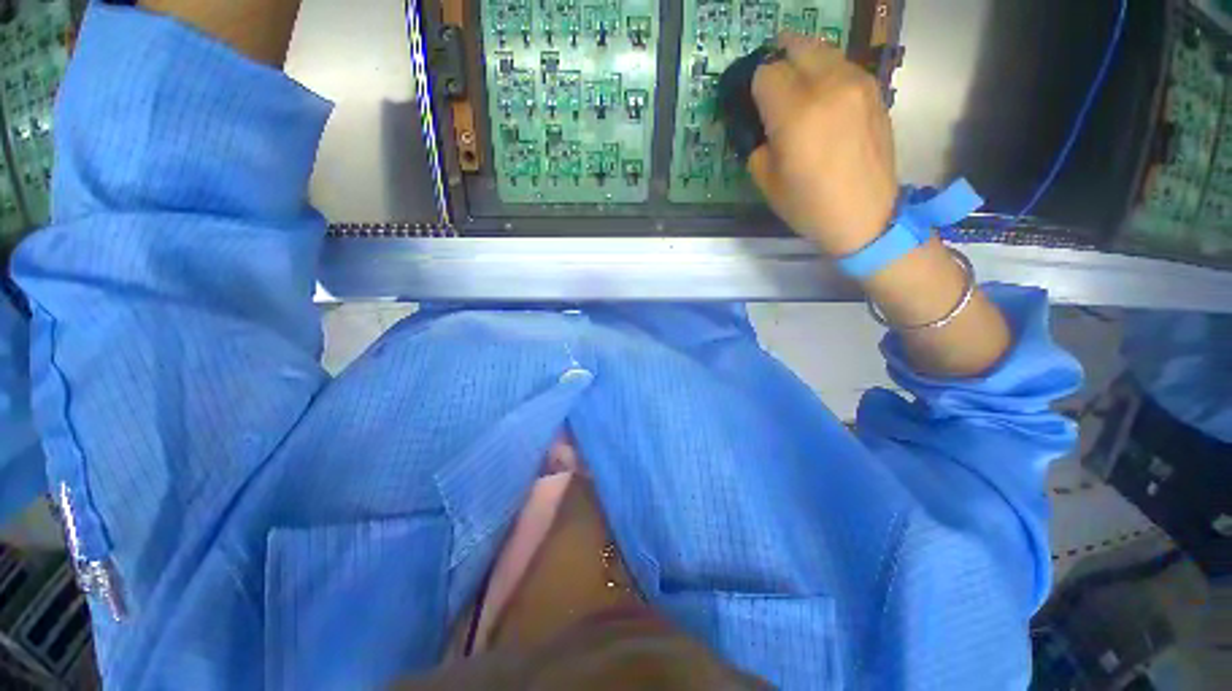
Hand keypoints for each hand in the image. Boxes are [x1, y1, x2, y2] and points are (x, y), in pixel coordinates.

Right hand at [748, 34, 897, 256]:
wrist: (865, 216)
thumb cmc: (809, 206)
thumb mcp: (766, 181)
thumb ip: (758, 143)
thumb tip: (761, 123)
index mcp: (796, 115)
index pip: (766, 74)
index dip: (754, 87)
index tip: (753, 105)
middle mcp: (829, 87)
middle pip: (797, 47)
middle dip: (779, 61)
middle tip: (772, 85)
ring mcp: (858, 84)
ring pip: (824, 51)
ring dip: (805, 63)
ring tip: (798, 89)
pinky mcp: (875, 90)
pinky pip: (844, 66)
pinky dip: (827, 72)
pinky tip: (823, 98)